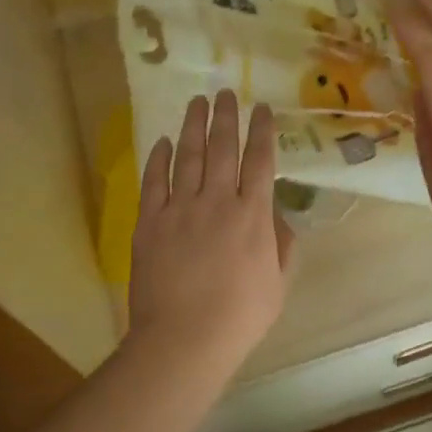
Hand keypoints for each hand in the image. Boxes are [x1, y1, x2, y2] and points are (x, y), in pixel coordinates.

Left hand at [127, 90, 294, 358]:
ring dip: (193, 126)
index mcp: (252, 215)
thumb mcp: (277, 283)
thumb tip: (276, 215)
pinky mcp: (150, 222)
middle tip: (225, 92)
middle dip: (225, 116)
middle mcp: (217, 201)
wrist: (184, 338)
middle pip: (222, 148)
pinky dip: (158, 158)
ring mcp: (180, 209)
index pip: (260, 161)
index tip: (262, 108)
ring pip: (187, 156)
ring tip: (197, 103)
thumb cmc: (239, 317)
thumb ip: (281, 244)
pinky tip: (161, 141)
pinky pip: (154, 181)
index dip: (262, 131)